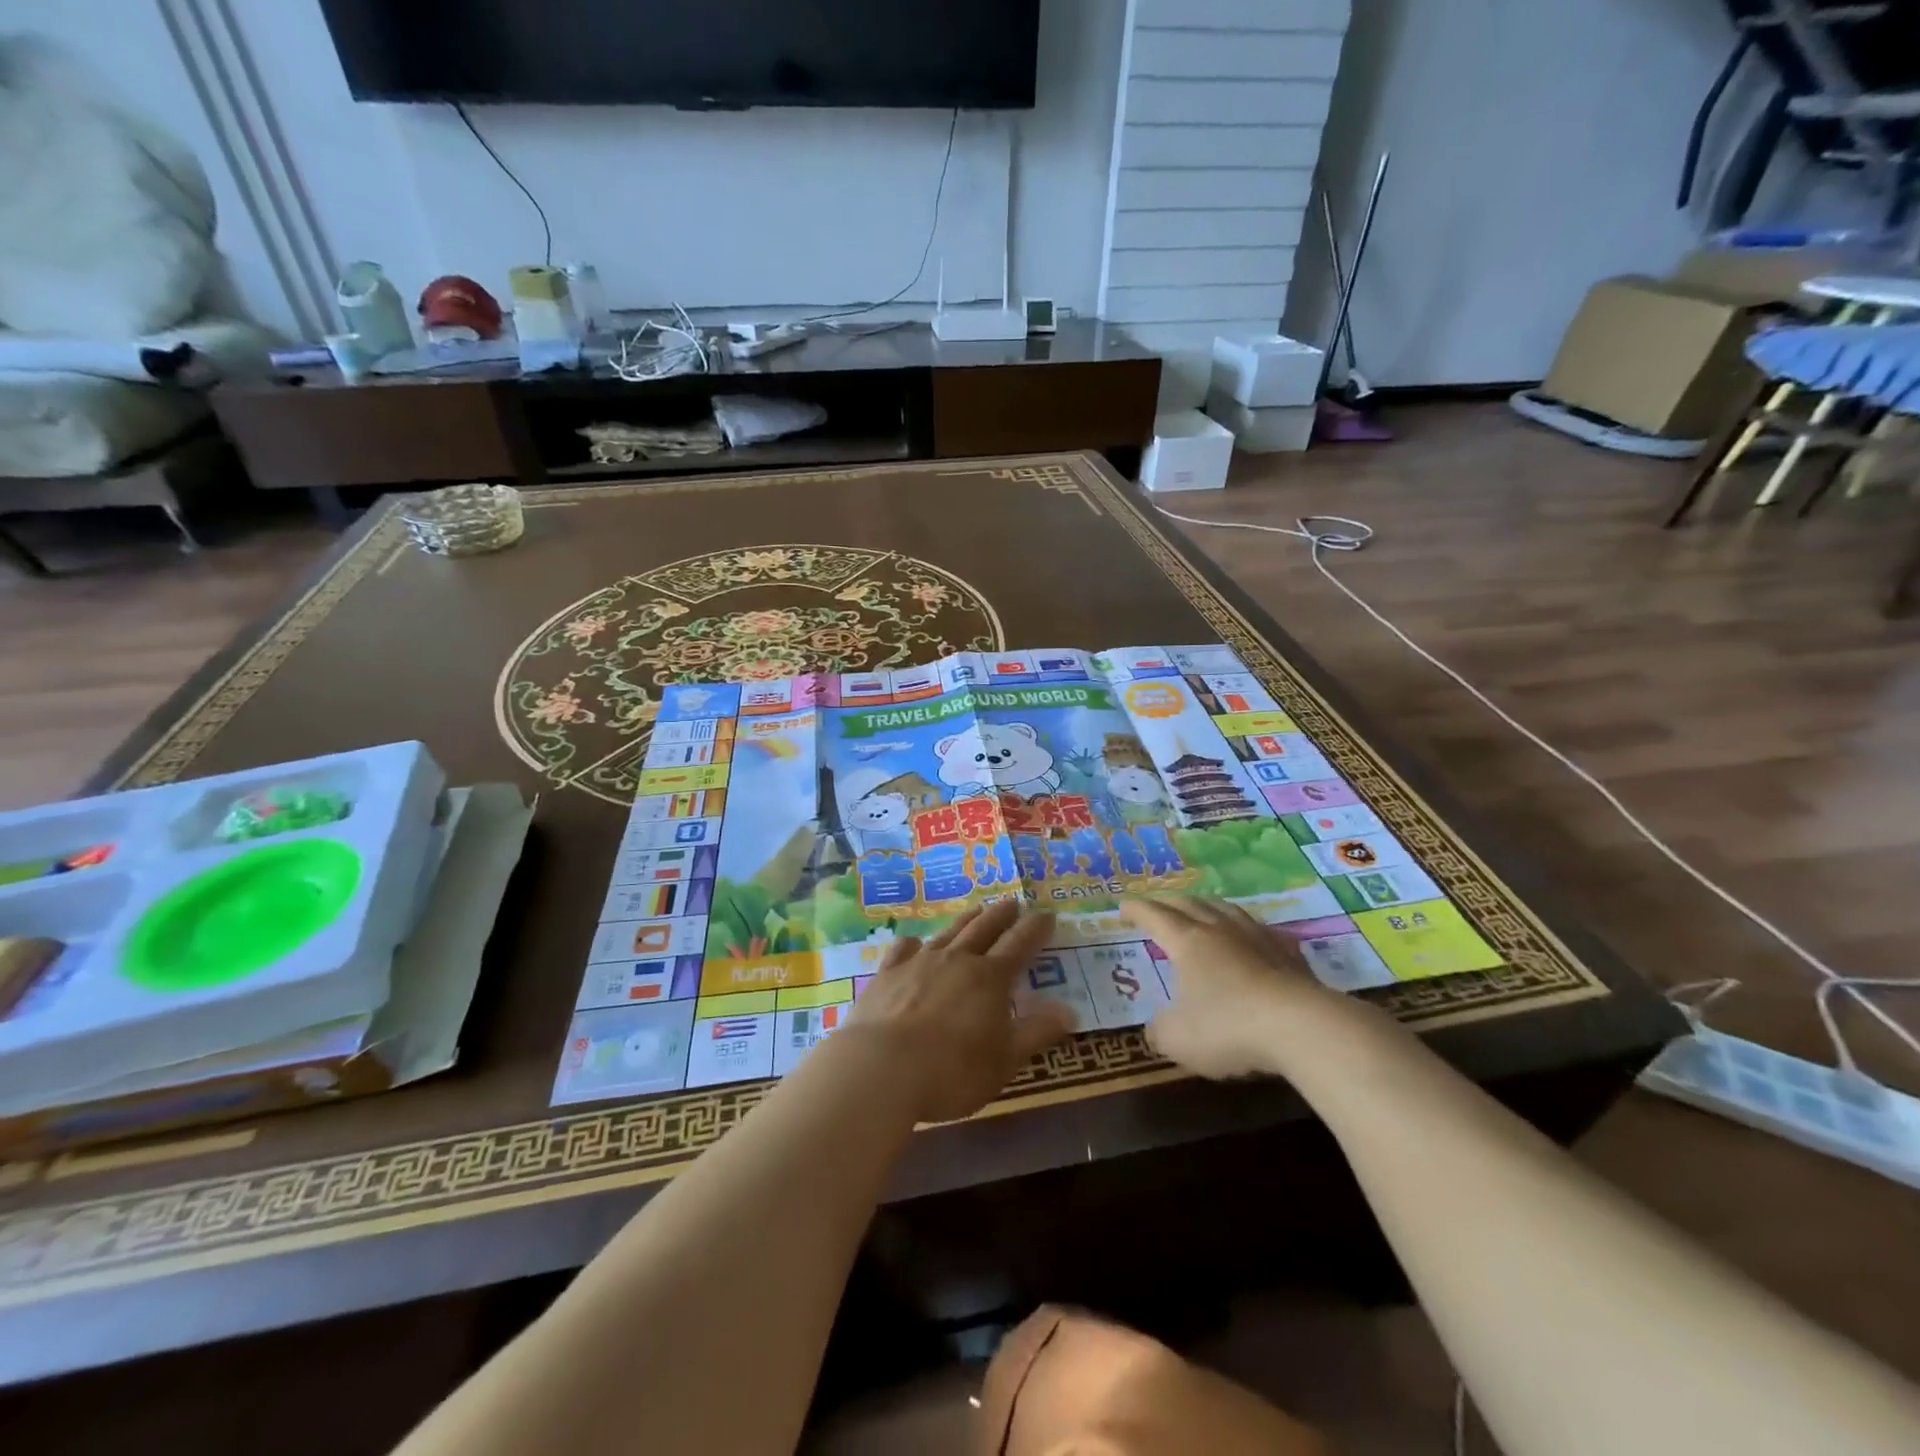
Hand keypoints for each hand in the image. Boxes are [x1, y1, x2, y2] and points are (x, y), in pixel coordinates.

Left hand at [844, 900, 1075, 1123]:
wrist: (881, 1068)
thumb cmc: (952, 1071)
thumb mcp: (1004, 1060)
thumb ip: (1036, 1032)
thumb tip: (1069, 1009)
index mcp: (990, 978)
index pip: (1020, 945)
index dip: (1036, 929)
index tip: (1047, 914)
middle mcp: (957, 960)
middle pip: (984, 928)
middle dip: (1002, 915)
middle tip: (1013, 902)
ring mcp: (919, 963)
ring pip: (949, 932)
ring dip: (966, 920)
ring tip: (977, 910)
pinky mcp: (887, 974)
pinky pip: (904, 949)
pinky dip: (913, 944)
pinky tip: (913, 944)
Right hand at [1123, 897, 1385, 1079]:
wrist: (1303, 1027)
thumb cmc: (1228, 1028)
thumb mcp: (1178, 1040)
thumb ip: (1160, 1031)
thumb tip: (1156, 1028)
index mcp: (1187, 943)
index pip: (1155, 916)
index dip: (1136, 909)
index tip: (1122, 906)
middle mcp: (1220, 931)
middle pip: (1190, 904)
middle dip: (1168, 902)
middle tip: (1157, 904)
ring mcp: (1258, 938)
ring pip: (1226, 909)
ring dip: (1207, 906)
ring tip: (1201, 909)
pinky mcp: (1289, 954)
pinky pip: (1261, 930)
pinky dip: (1246, 928)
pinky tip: (1252, 936)